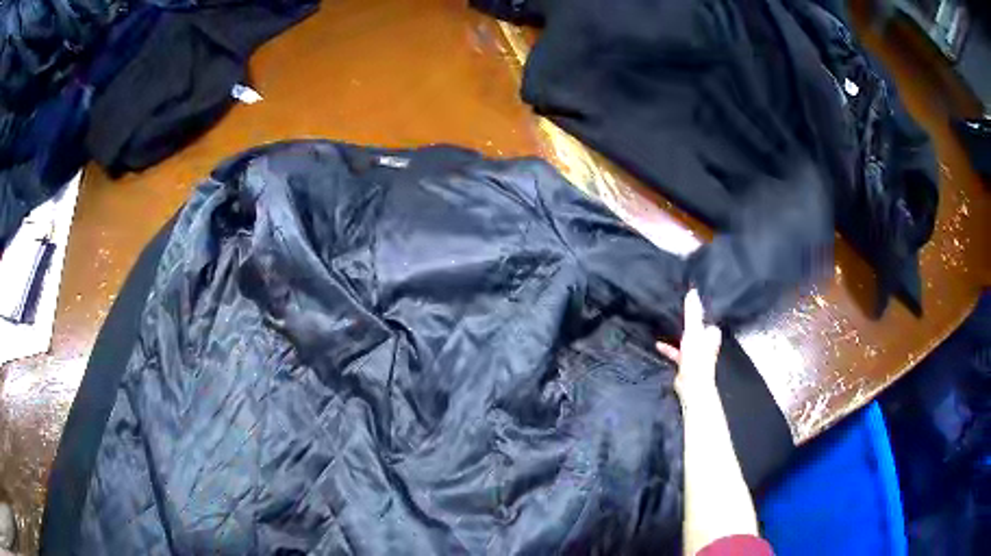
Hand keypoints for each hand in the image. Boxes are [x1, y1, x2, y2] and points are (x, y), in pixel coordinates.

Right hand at [656, 289, 721, 399]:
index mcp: (711, 335)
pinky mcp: (686, 363)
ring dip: (678, 336)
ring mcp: (696, 354)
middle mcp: (706, 344)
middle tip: (677, 313)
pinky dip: (669, 348)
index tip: (691, 305)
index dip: (701, 313)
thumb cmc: (696, 357)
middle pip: (697, 330)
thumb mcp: (693, 330)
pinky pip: (677, 352)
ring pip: (687, 341)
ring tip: (666, 326)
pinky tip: (658, 345)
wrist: (691, 384)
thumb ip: (692, 312)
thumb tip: (693, 291)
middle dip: (689, 324)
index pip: (708, 320)